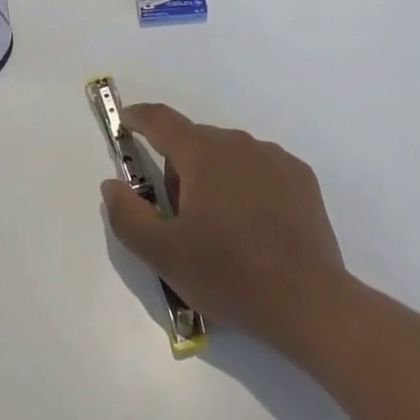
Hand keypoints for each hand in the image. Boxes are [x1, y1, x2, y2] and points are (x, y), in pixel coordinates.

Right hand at [101, 103, 348, 353]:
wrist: (308, 302)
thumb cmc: (230, 276)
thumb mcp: (165, 256)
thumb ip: (128, 216)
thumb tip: (111, 185)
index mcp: (202, 154)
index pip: (161, 120)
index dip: (139, 117)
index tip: (127, 120)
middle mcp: (237, 143)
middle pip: (195, 143)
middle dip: (180, 170)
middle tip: (183, 220)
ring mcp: (273, 157)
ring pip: (229, 155)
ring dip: (215, 177)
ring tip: (223, 230)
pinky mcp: (300, 176)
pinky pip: (261, 168)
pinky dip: (249, 185)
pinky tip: (257, 226)